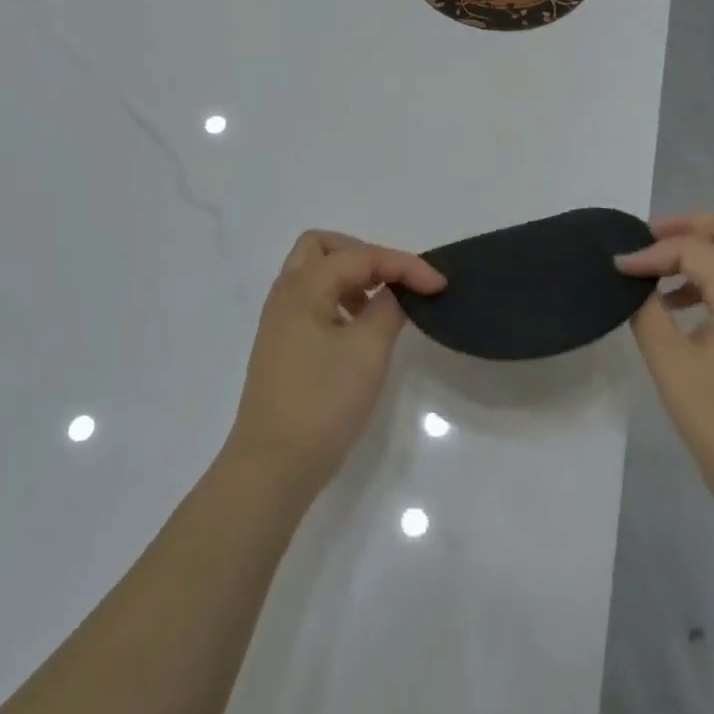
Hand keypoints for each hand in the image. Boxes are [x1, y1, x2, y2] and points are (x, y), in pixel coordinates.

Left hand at [225, 230, 446, 497]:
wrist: (273, 465)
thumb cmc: (323, 402)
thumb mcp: (368, 350)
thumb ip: (388, 309)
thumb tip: (395, 292)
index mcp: (304, 286)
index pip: (361, 256)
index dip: (405, 265)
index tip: (439, 286)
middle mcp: (286, 294)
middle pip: (323, 247)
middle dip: (364, 255)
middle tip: (394, 281)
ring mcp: (280, 320)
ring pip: (315, 274)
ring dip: (351, 277)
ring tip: (380, 305)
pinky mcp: (282, 345)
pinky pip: (313, 300)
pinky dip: (339, 299)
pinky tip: (359, 330)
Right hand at [616, 213, 713, 508]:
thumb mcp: (670, 363)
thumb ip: (649, 313)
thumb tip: (637, 285)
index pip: (693, 249)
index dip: (650, 253)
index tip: (617, 268)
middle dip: (689, 227)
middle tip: (650, 237)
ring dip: (702, 252)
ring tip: (660, 274)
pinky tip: (681, 308)